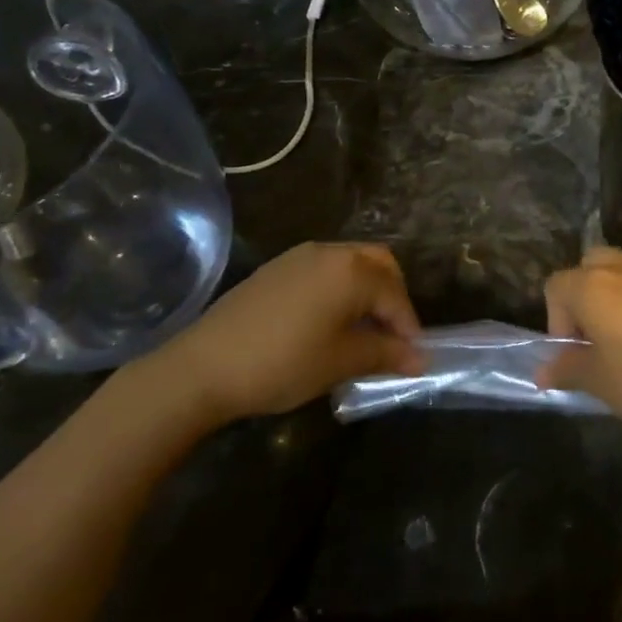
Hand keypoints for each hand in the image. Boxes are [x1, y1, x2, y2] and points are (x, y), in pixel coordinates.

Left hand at [140, 242, 421, 424]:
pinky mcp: (275, 270)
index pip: (395, 295)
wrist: (200, 368)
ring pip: (350, 264)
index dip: (409, 326)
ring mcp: (298, 257)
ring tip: (363, 331)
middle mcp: (329, 252)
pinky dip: (340, 290)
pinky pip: (324, 271)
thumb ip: (386, 353)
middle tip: (392, 334)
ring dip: (366, 291)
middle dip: (393, 297)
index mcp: (351, 270)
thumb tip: (421, 358)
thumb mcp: (341, 361)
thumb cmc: (282, 363)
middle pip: (379, 264)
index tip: (414, 357)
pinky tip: (329, 324)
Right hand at [540, 247, 621, 443]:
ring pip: (621, 270)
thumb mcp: (602, 384)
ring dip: (614, 297)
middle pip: (587, 268)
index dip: (556, 322)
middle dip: (583, 299)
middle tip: (596, 340)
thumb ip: (568, 369)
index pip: (555, 287)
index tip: (575, 356)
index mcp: (593, 286)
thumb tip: (544, 370)